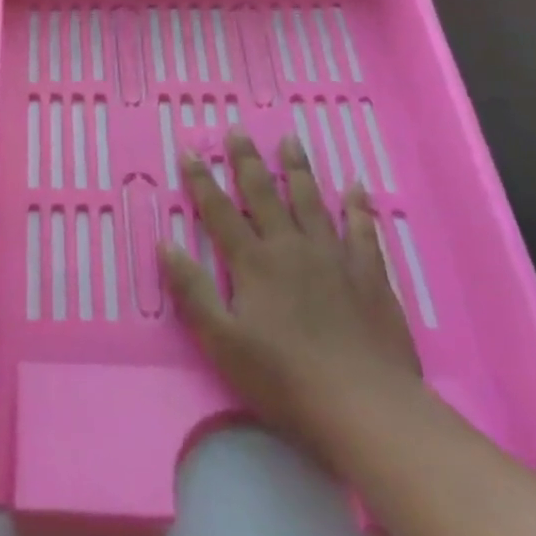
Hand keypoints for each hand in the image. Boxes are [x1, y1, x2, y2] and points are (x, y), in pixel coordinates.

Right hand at [162, 131, 419, 469]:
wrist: (364, 404)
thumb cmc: (283, 377)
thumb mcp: (222, 340)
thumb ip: (193, 290)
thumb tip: (166, 245)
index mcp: (253, 263)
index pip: (220, 212)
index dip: (201, 181)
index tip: (189, 152)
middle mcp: (291, 248)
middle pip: (264, 195)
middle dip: (247, 162)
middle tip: (238, 131)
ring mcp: (334, 257)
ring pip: (311, 201)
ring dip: (297, 170)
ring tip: (289, 141)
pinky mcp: (369, 274)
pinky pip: (362, 229)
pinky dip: (357, 205)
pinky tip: (355, 185)